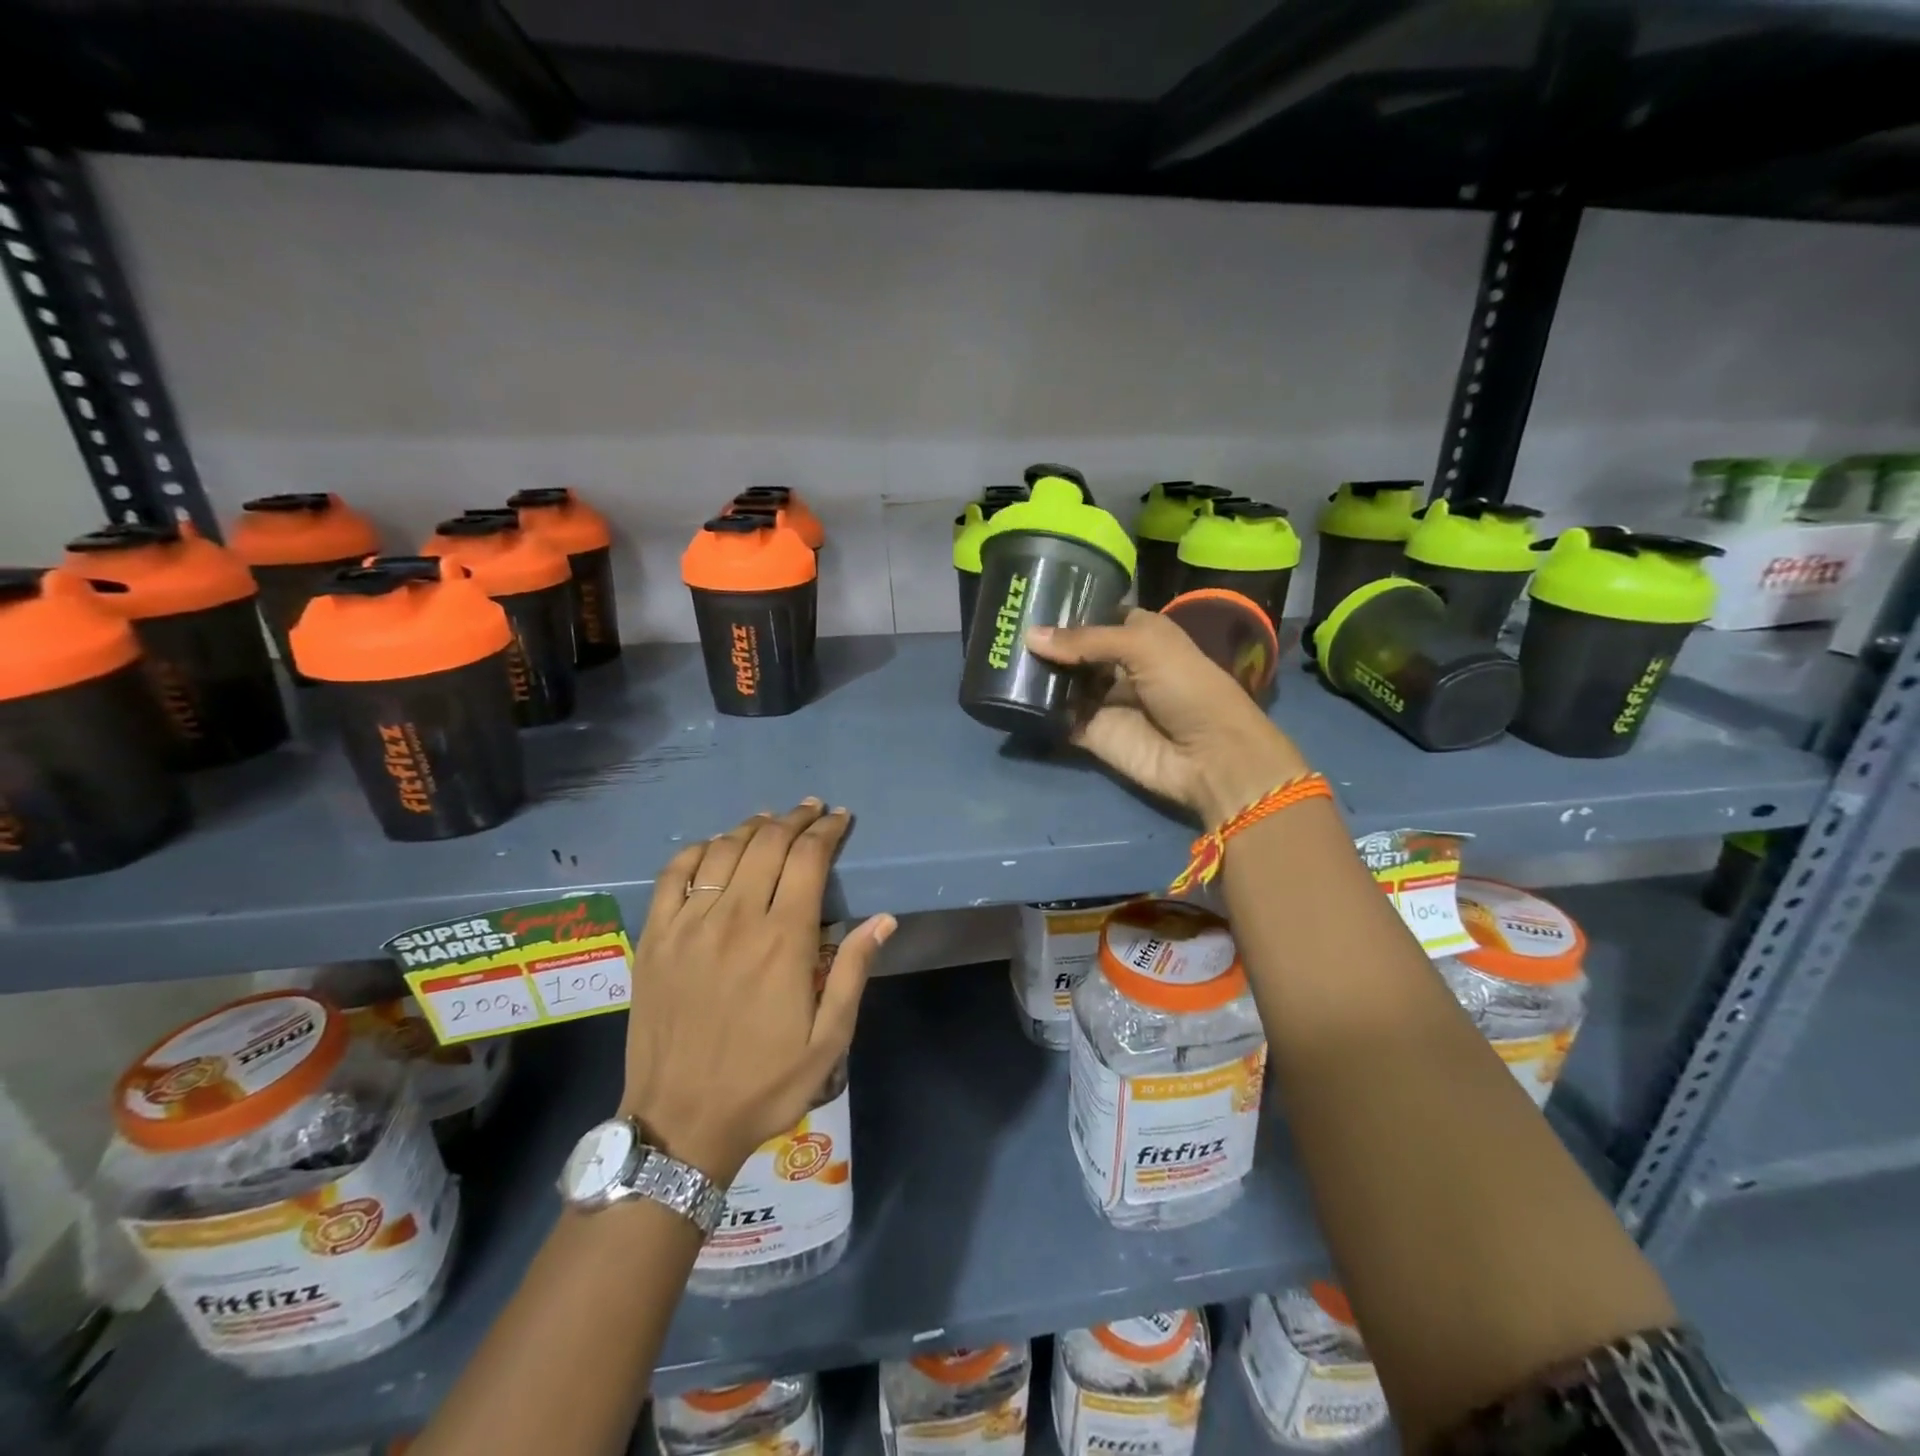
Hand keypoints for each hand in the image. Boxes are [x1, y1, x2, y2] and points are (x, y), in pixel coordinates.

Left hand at [620, 801, 894, 1182]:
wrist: (680, 1124)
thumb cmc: (764, 1085)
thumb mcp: (828, 1042)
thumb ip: (852, 973)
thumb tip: (883, 919)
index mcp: (782, 942)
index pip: (808, 861)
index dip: (827, 832)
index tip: (840, 819)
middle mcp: (735, 920)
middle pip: (767, 844)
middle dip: (795, 819)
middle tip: (813, 810)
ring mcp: (688, 926)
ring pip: (723, 850)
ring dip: (752, 827)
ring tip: (771, 820)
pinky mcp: (655, 938)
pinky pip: (673, 874)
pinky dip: (698, 849)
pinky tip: (715, 846)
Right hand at [1028, 609, 1311, 826]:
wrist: (1210, 756)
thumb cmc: (1187, 687)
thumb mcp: (1143, 646)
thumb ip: (1085, 640)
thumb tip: (1029, 636)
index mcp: (1139, 634)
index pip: (1096, 615)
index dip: (1067, 609)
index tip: (1027, 600)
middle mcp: (1119, 665)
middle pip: (1073, 650)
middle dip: (1043, 643)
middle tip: (1001, 631)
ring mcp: (1104, 701)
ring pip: (1061, 683)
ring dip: (1035, 674)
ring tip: (997, 659)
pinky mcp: (1092, 734)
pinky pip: (1059, 718)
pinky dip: (1037, 710)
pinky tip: (1008, 696)